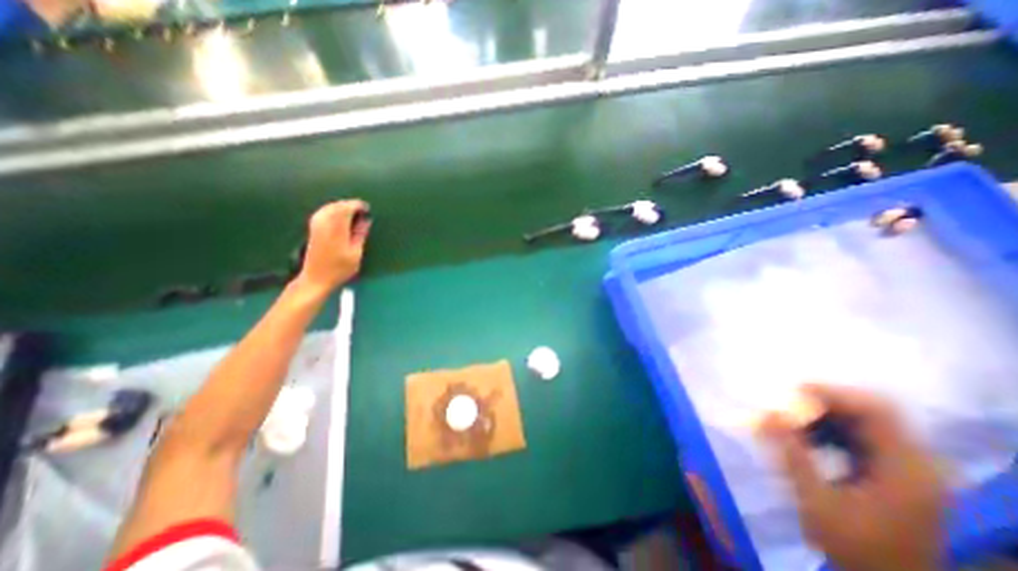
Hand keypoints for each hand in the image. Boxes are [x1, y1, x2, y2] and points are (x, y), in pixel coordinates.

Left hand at [298, 199, 373, 296]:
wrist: (316, 278)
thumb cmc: (339, 269)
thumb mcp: (355, 254)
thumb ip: (360, 234)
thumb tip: (366, 221)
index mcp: (336, 230)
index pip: (345, 209)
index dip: (357, 205)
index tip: (367, 208)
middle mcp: (324, 224)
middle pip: (336, 206)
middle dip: (349, 205)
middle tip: (362, 210)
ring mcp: (316, 226)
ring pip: (328, 207)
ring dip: (341, 207)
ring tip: (353, 212)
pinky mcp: (313, 229)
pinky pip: (323, 212)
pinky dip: (332, 210)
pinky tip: (339, 216)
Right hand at [759, 385, 941, 569]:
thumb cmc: (855, 546)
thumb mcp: (816, 500)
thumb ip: (793, 453)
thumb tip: (767, 414)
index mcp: (906, 471)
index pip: (876, 412)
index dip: (833, 394)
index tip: (793, 391)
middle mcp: (915, 464)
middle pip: (871, 413)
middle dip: (823, 403)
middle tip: (786, 404)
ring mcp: (908, 469)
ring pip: (864, 423)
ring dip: (824, 416)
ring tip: (790, 420)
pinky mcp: (895, 474)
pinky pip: (861, 437)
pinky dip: (830, 430)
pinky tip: (807, 438)